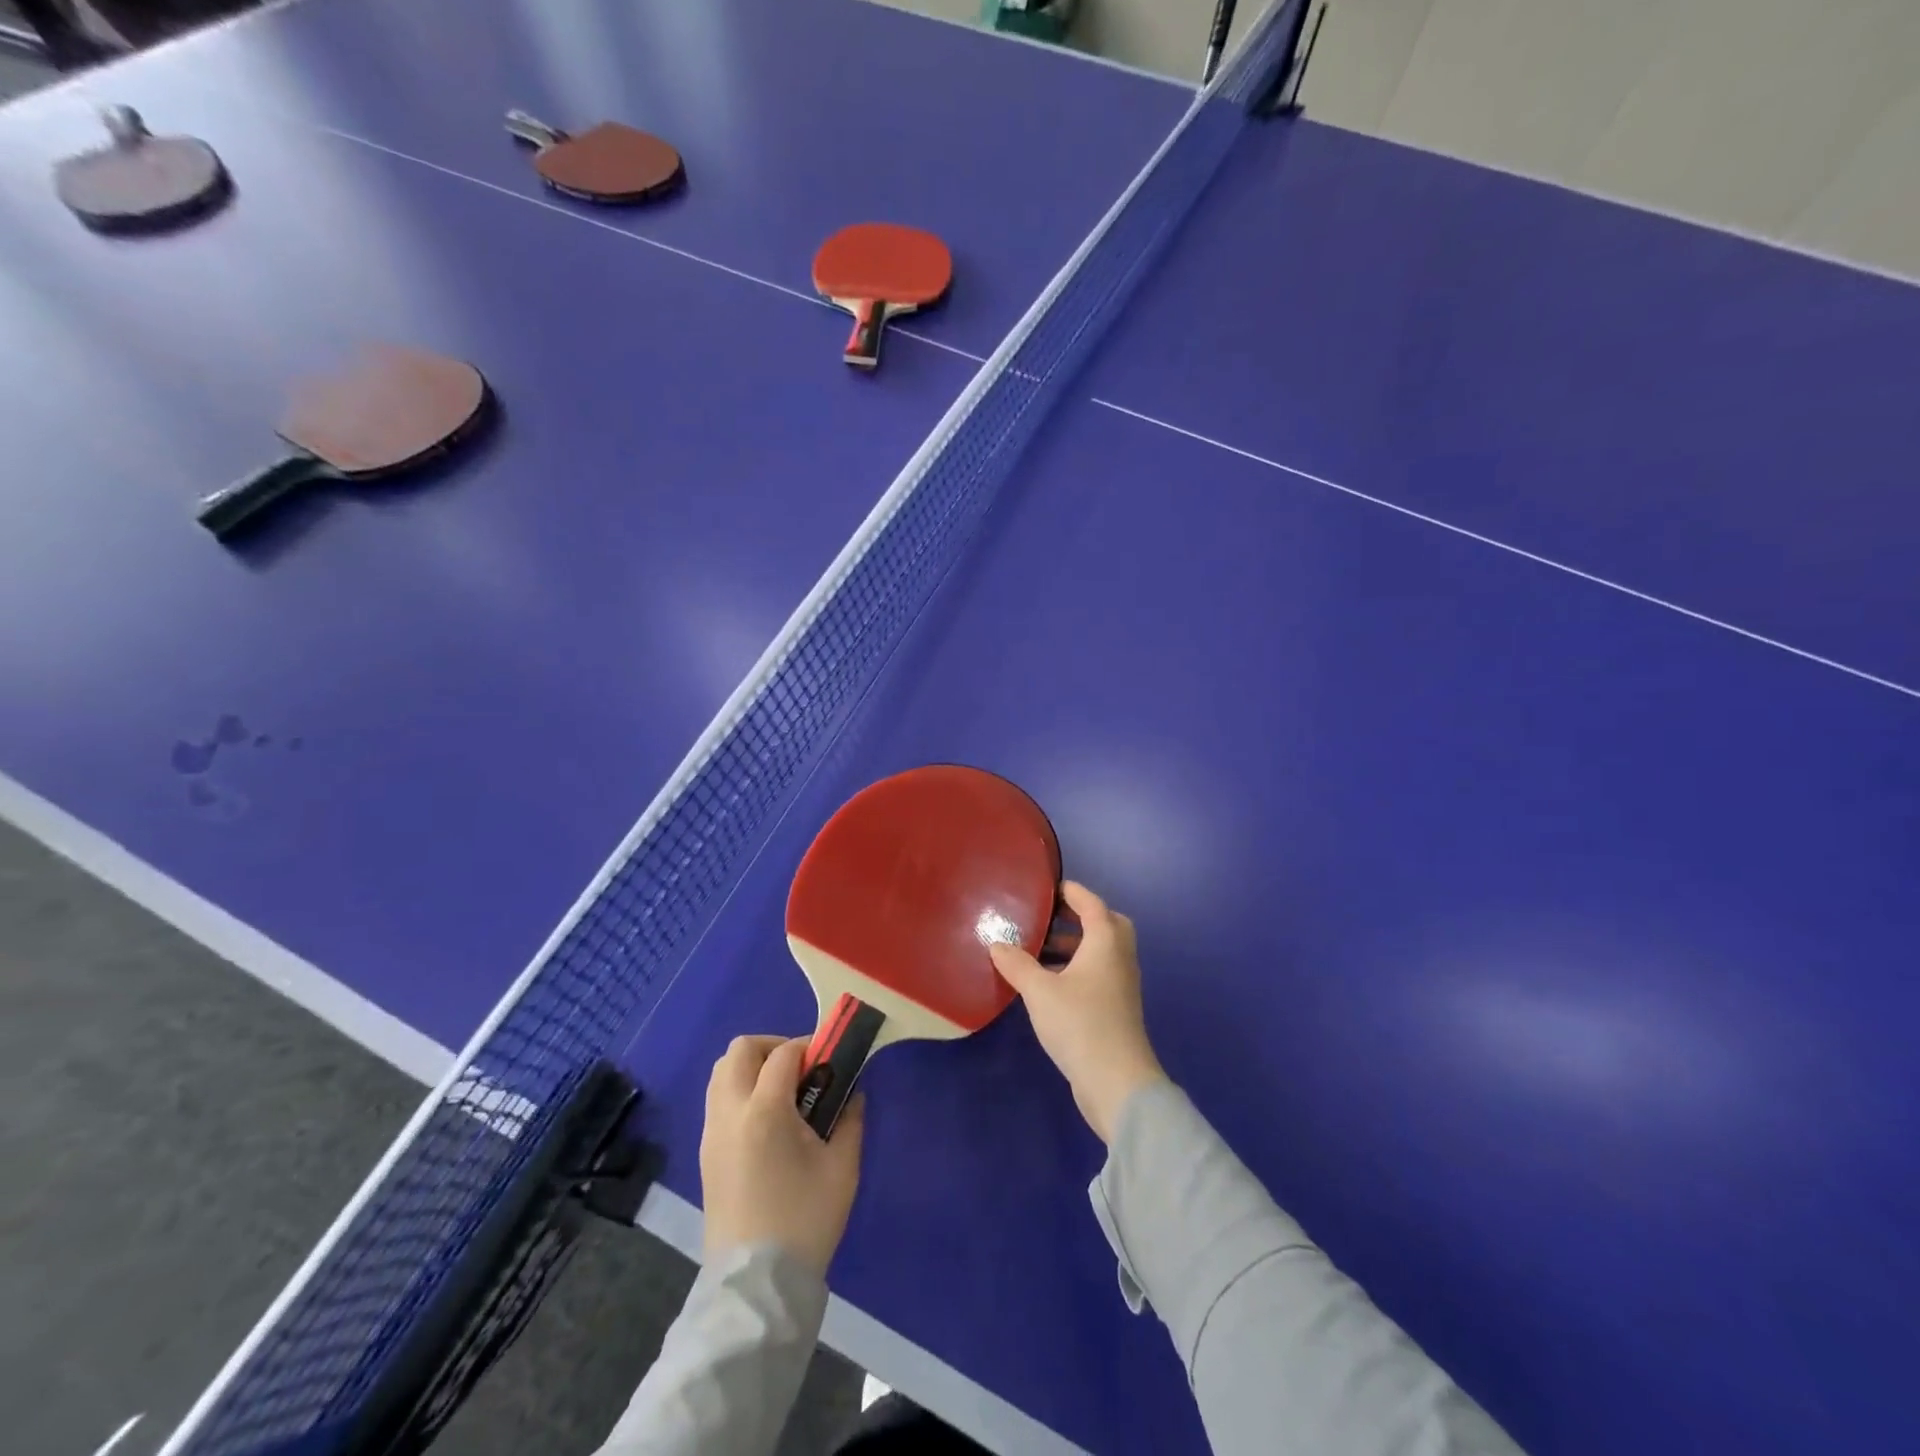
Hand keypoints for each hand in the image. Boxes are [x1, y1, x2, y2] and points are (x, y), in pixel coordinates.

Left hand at [700, 1035, 865, 1274]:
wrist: (757, 1286)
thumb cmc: (805, 1220)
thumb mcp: (842, 1167)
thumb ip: (850, 1119)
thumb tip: (852, 1093)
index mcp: (763, 1111)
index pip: (783, 1054)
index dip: (808, 1047)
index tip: (830, 1060)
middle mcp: (729, 1114)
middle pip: (740, 1050)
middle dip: (772, 1047)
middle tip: (802, 1069)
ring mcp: (711, 1135)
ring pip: (722, 1073)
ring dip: (752, 1068)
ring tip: (785, 1093)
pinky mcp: (705, 1155)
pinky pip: (718, 1101)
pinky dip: (740, 1092)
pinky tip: (768, 1120)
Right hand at [990, 882, 1166, 1143]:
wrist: (1117, 1083)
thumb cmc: (1080, 1024)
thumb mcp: (1040, 991)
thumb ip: (1017, 964)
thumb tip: (997, 943)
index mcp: (1106, 943)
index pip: (1092, 904)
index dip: (1073, 892)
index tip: (1050, 887)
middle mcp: (1119, 959)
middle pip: (1107, 925)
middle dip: (1081, 917)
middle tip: (1050, 918)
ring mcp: (1121, 986)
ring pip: (1102, 953)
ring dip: (1076, 946)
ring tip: (1040, 950)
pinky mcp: (1117, 1010)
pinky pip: (1098, 975)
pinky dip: (1077, 968)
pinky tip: (1050, 984)